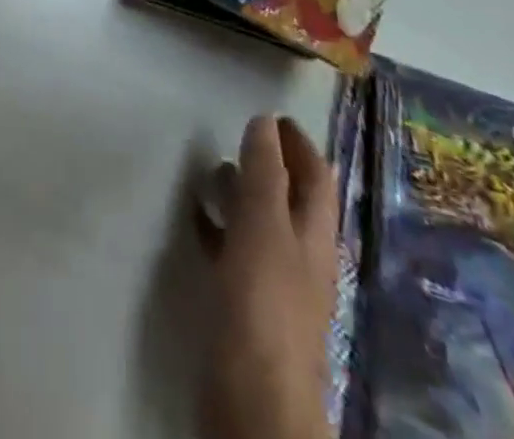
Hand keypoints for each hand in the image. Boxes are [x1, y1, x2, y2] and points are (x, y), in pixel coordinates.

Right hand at [198, 115, 338, 438]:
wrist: (253, 397)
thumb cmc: (262, 302)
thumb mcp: (263, 226)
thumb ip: (264, 174)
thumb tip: (265, 121)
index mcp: (314, 236)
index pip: (317, 178)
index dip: (300, 145)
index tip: (276, 116)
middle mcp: (301, 256)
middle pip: (292, 200)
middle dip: (271, 166)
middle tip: (240, 136)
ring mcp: (276, 283)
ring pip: (262, 224)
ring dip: (242, 193)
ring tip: (212, 169)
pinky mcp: (247, 305)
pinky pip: (235, 251)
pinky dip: (220, 227)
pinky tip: (197, 220)